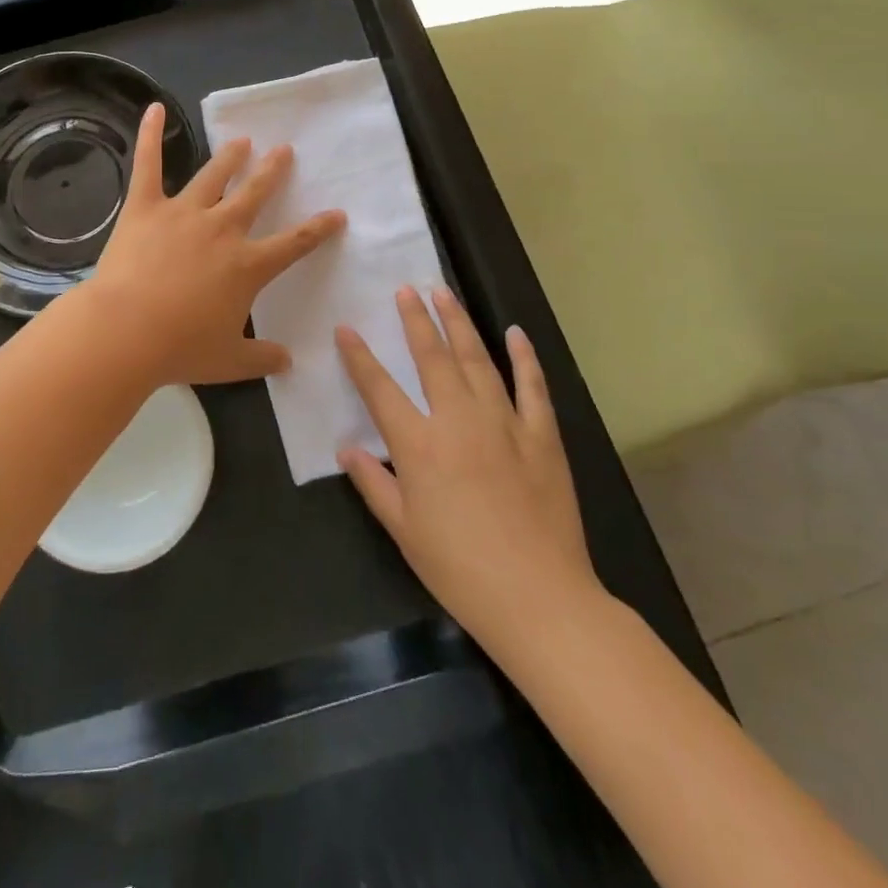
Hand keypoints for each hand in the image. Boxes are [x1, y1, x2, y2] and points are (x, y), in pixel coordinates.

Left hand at [85, 103, 345, 387]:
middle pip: (255, 194)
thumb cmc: (180, 348)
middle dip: (272, 172)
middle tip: (284, 151)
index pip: (294, 244)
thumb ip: (261, 358)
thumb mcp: (228, 361)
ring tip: (242, 141)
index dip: (318, 228)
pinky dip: (149, 136)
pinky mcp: (145, 207)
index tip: (337, 214)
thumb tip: (287, 361)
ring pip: (213, 176)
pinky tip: (153, 109)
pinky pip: (148, 165)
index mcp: (247, 265)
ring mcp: (183, 213)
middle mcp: (222, 230)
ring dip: (230, 156)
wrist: (125, 331)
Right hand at [335, 287, 604, 646]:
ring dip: (459, 323)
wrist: (539, 598)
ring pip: (477, 360)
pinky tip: (514, 333)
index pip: (379, 389)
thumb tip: (346, 448)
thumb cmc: (460, 569)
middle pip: (432, 358)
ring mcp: (504, 423)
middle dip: (415, 320)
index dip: (359, 357)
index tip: (346, 329)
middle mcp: (458, 420)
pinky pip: (532, 386)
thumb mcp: (404, 531)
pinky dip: (524, 357)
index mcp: (419, 445)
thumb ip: (373, 483)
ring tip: (444, 293)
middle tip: (406, 289)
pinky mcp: (542, 436)